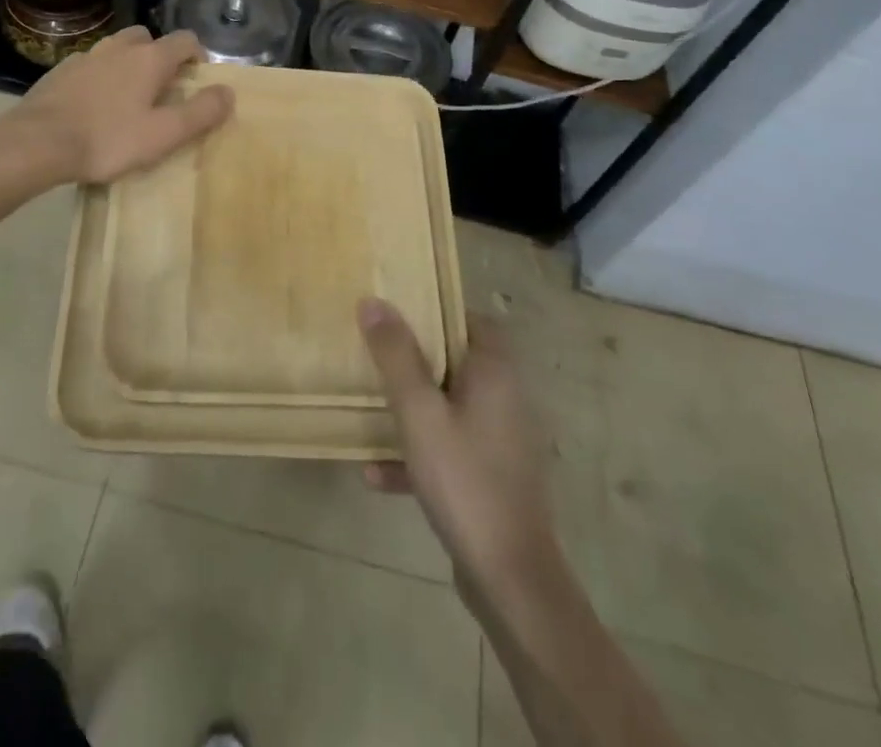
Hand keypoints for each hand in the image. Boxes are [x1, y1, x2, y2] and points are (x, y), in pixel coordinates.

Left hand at [13, 26, 232, 184]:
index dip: (197, 55)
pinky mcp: (59, 72)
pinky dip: (99, 76)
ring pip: (115, 48)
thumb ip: (200, 112)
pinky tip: (92, 104)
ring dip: (128, 63)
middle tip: (162, 88)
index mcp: (149, 59)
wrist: (37, 143)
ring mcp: (85, 57)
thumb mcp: (163, 134)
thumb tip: (228, 92)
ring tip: (127, 96)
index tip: (198, 79)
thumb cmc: (108, 139)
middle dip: (160, 55)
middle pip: (147, 37)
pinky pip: (89, 65)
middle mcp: (118, 48)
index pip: (184, 40)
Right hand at [360, 299, 560, 598]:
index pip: (472, 320)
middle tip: (375, 353)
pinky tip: (376, 475)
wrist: (510, 578)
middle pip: (457, 362)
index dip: (437, 311)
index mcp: (496, 373)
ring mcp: (501, 441)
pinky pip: (451, 449)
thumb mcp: (419, 413)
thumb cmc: (465, 480)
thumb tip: (373, 301)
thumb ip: (395, 356)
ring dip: (412, 410)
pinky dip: (419, 454)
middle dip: (415, 360)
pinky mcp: (493, 477)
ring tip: (370, 409)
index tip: (399, 311)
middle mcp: (506, 399)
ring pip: (450, 407)